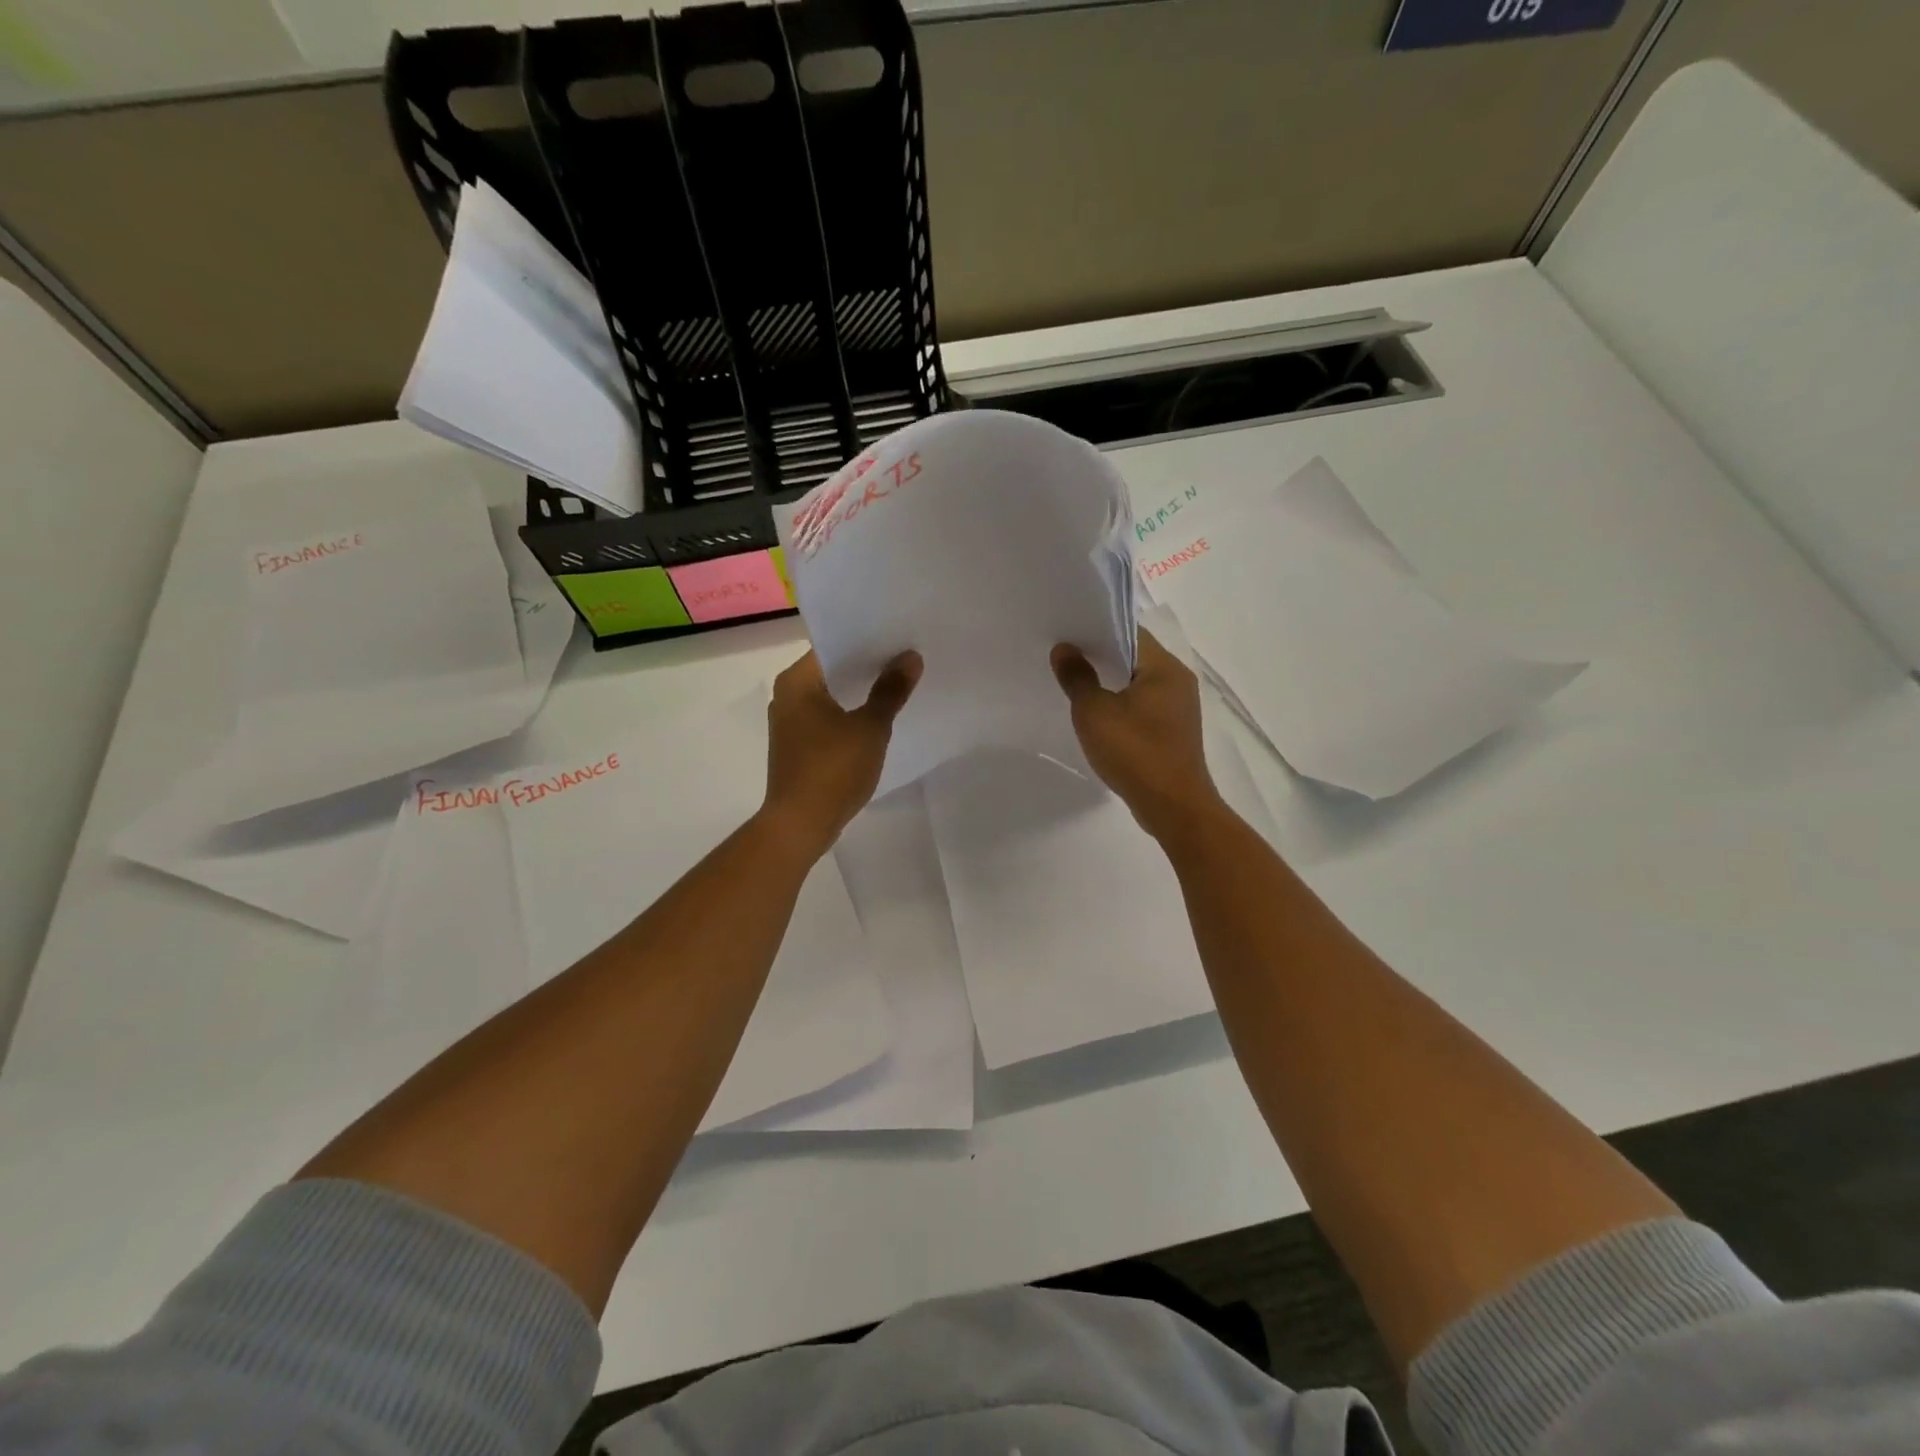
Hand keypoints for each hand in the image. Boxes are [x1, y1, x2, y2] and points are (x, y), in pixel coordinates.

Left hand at [761, 649, 921, 858]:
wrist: (800, 824)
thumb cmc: (833, 769)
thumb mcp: (870, 728)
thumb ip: (890, 690)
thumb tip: (910, 657)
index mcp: (797, 681)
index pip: (833, 646)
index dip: (867, 642)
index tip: (898, 639)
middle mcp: (787, 696)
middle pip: (832, 670)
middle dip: (867, 667)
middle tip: (905, 659)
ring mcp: (789, 723)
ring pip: (830, 696)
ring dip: (859, 693)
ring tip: (897, 685)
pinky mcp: (797, 746)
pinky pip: (827, 719)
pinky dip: (849, 715)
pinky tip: (876, 719)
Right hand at [1051, 629, 1224, 841]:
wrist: (1173, 807)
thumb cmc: (1135, 753)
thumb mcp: (1094, 713)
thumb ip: (1077, 677)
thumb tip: (1064, 649)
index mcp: (1165, 667)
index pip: (1130, 632)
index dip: (1098, 630)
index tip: (1068, 634)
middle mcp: (1178, 681)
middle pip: (1135, 657)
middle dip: (1100, 657)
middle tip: (1064, 658)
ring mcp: (1179, 708)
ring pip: (1138, 684)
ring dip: (1110, 684)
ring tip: (1076, 685)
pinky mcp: (1174, 732)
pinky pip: (1143, 707)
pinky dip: (1121, 706)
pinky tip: (1098, 717)